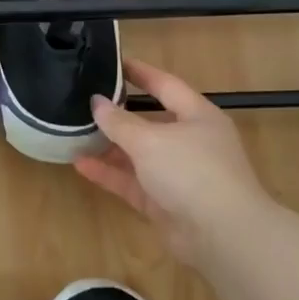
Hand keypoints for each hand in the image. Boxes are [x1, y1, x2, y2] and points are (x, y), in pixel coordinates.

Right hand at [74, 58, 273, 260]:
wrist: (223, 236)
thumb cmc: (191, 171)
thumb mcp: (150, 140)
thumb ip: (119, 121)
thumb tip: (97, 102)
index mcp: (197, 116)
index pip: (165, 85)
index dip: (140, 73)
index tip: (113, 62)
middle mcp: (190, 142)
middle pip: (150, 122)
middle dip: (119, 114)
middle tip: (85, 101)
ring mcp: (178, 175)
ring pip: (138, 154)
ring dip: (110, 146)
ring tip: (75, 133)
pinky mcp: (165, 203)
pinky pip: (133, 182)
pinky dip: (110, 173)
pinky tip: (80, 165)